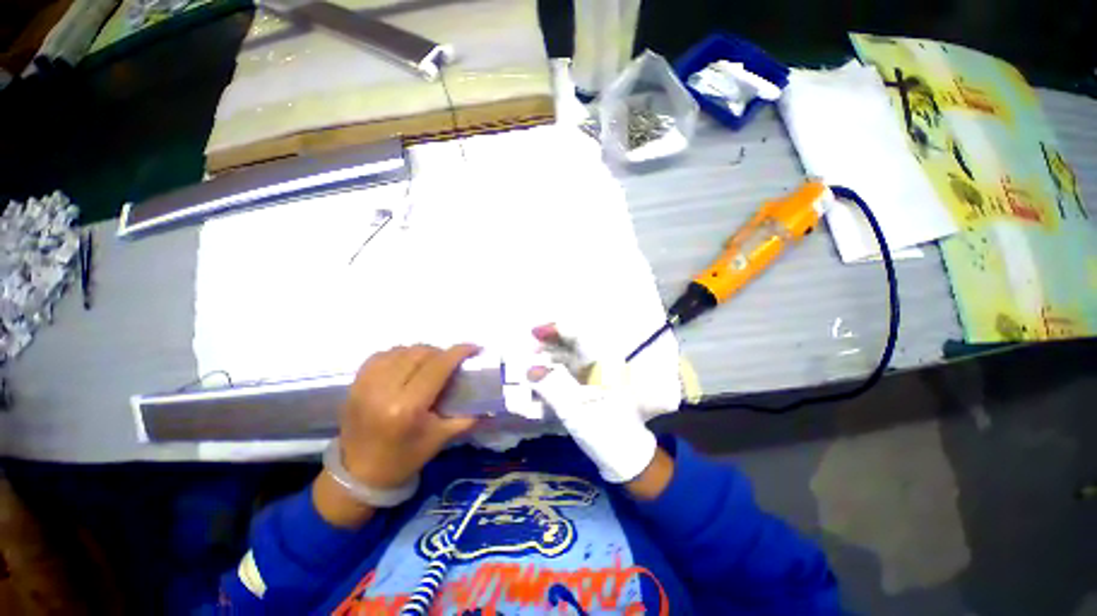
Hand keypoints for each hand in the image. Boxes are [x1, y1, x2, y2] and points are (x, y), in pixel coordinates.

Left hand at [339, 343, 481, 488]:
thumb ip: (468, 417)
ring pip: (401, 350)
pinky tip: (407, 364)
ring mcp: (365, 384)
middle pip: (420, 353)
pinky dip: (399, 354)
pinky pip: (382, 355)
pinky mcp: (354, 383)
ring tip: (430, 362)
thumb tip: (489, 402)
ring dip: (421, 352)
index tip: (474, 348)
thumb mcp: (441, 438)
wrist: (359, 474)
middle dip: (441, 352)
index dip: (458, 352)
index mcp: (408, 407)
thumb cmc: (405, 458)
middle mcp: (384, 390)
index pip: (438, 366)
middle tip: (451, 361)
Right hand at [528, 326, 669, 494]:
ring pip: (570, 360)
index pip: (577, 336)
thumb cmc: (605, 430)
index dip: (555, 330)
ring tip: (530, 367)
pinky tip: (542, 384)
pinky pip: (571, 375)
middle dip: (549, 345)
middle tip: (527, 352)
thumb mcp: (576, 410)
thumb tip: (530, 370)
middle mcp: (600, 364)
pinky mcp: (592, 389)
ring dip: (550, 361)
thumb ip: (553, 387)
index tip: (533, 332)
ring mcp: (597, 377)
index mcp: (602, 363)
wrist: (626, 457)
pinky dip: (555, 376)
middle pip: (572, 346)